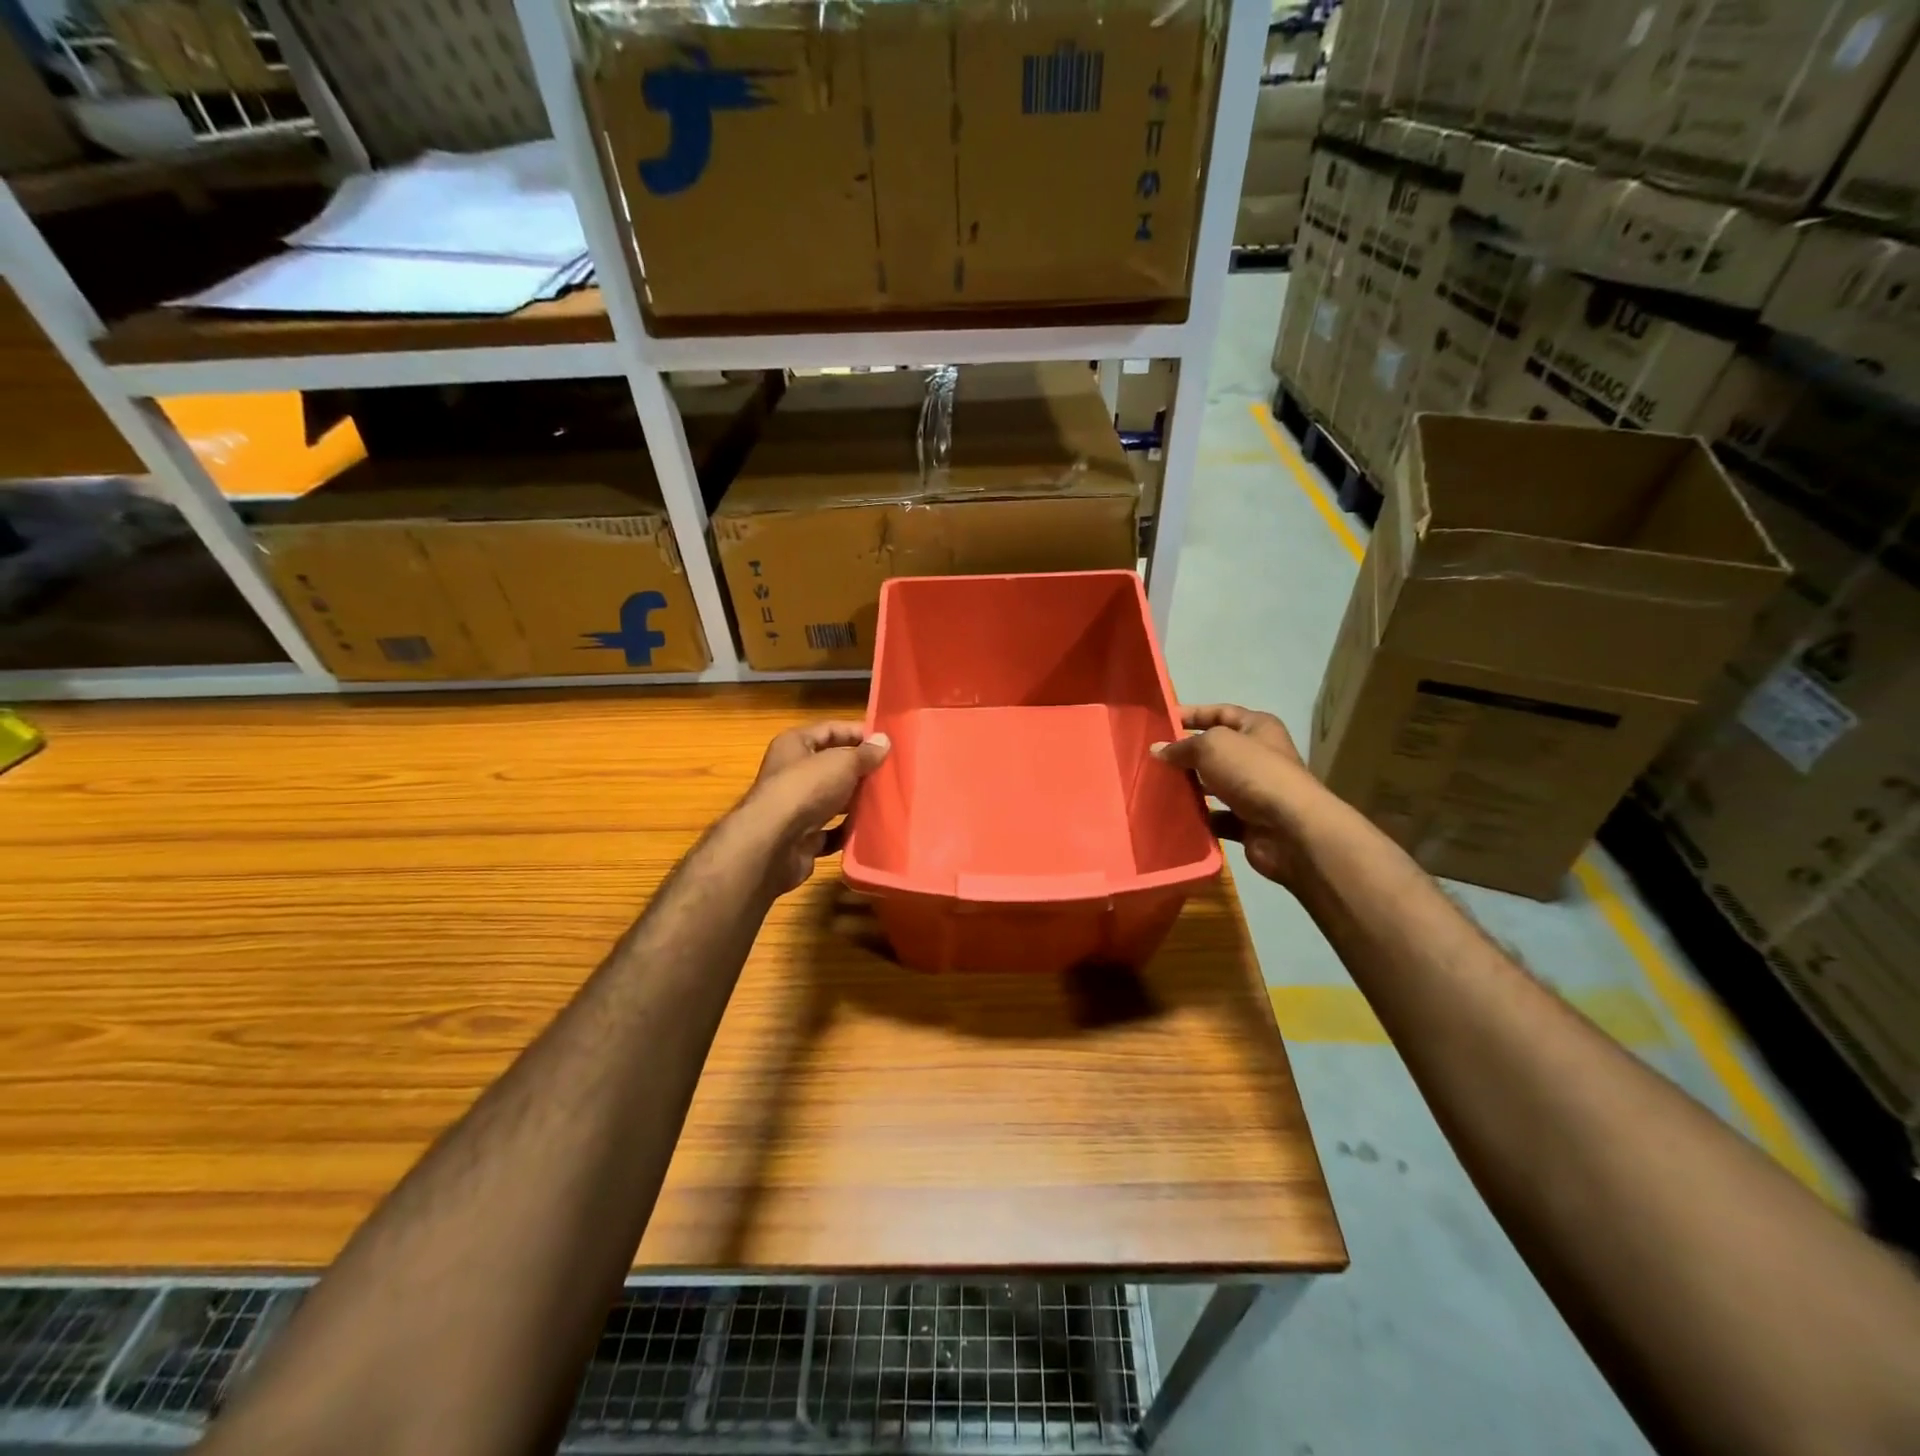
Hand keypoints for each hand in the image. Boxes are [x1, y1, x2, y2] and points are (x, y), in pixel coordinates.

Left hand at [741, 721, 890, 894]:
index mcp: (794, 745)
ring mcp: (795, 807)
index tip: (887, 742)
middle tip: (891, 772)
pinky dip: (847, 830)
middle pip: (831, 766)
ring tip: (886, 799)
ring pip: (832, 799)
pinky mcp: (801, 838)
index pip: (830, 730)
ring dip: (855, 801)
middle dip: (860, 769)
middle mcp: (791, 773)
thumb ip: (864, 753)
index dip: (857, 732)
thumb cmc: (805, 789)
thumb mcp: (841, 763)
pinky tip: (868, 829)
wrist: (774, 844)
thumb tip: (883, 741)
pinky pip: (830, 831)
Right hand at [1151, 704, 1312, 884]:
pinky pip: (1216, 817)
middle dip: (1185, 754)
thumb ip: (1182, 746)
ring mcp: (1254, 791)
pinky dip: (1198, 817)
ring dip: (1189, 787)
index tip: (1160, 722)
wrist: (1290, 829)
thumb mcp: (1212, 746)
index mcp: (1257, 728)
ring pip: (1214, 785)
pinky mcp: (1249, 822)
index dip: (1191, 714)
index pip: (1220, 712)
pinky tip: (1174, 816)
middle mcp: (1258, 756)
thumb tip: (1158, 750)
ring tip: (1156, 787)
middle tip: (1152, 759)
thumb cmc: (1253, 773)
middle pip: (1215, 751)